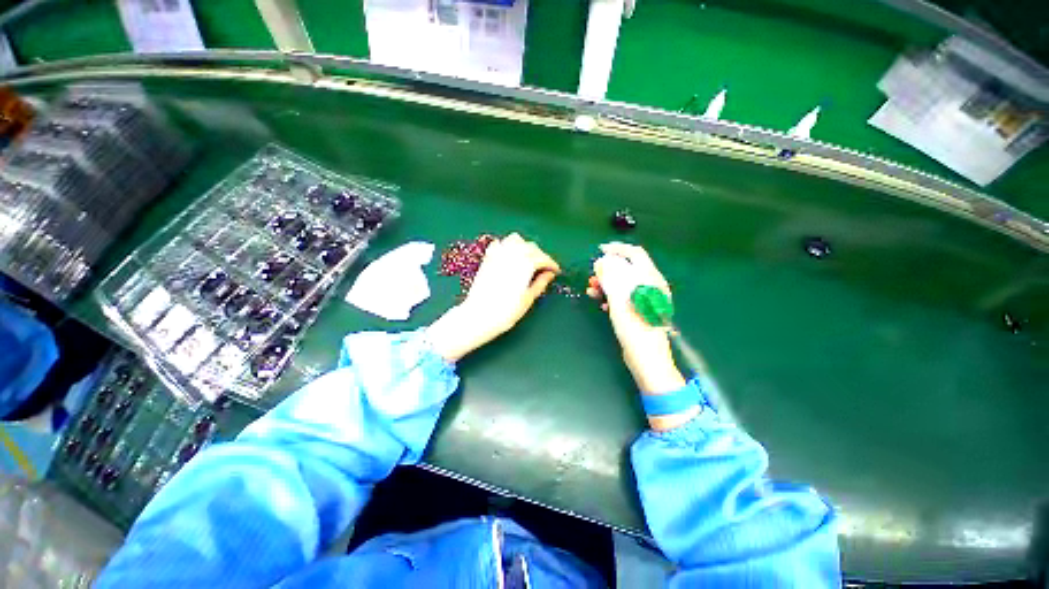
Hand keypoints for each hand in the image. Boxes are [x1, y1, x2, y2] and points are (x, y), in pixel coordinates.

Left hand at [428, 233, 559, 360]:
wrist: (479, 315)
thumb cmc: (506, 311)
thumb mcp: (528, 299)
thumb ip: (540, 283)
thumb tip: (549, 274)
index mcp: (525, 265)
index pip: (543, 258)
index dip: (551, 264)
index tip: (556, 271)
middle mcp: (512, 255)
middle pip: (531, 247)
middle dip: (540, 255)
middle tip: (544, 268)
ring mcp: (498, 255)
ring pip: (515, 240)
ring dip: (524, 246)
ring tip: (528, 259)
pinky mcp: (487, 259)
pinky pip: (499, 244)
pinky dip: (507, 246)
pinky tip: (509, 256)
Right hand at [588, 243, 686, 397]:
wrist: (647, 359)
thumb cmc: (635, 328)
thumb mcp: (620, 300)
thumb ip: (611, 278)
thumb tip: (601, 261)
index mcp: (650, 279)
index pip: (635, 254)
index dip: (617, 249)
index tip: (599, 250)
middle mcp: (650, 286)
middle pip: (627, 269)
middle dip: (608, 269)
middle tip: (592, 275)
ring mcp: (644, 299)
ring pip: (623, 283)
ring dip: (606, 283)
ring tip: (591, 288)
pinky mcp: (638, 310)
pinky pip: (623, 296)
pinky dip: (610, 295)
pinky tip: (599, 302)